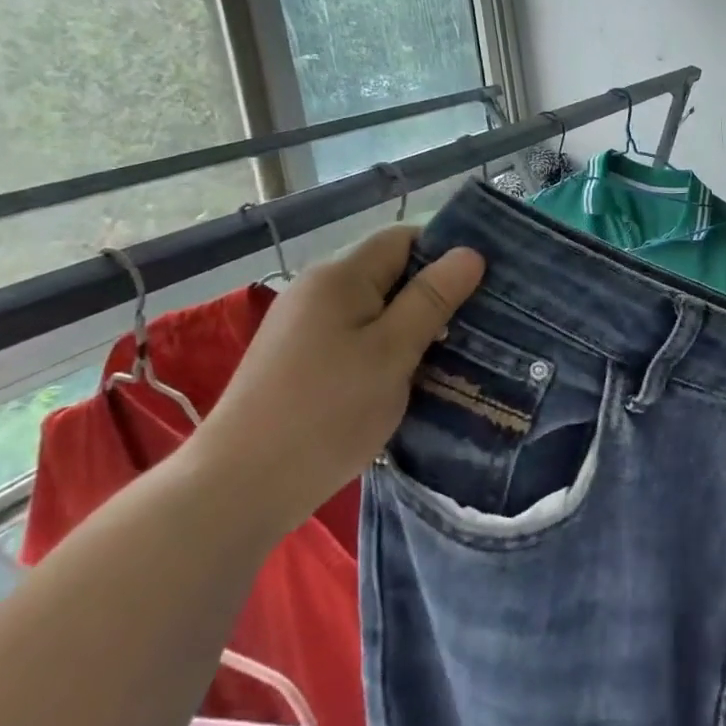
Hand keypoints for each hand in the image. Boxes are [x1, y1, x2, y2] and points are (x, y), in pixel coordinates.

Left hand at [190, 226, 484, 538]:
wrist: (240, 488)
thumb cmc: (327, 412)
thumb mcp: (393, 352)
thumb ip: (432, 298)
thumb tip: (470, 253)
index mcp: (340, 276)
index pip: (404, 238)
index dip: (446, 253)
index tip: (485, 285)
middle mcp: (318, 289)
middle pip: (390, 273)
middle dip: (434, 294)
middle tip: (480, 325)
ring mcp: (304, 326)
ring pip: (376, 310)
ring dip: (413, 327)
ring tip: (455, 354)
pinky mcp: (300, 360)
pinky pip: (357, 338)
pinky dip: (387, 350)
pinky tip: (411, 378)